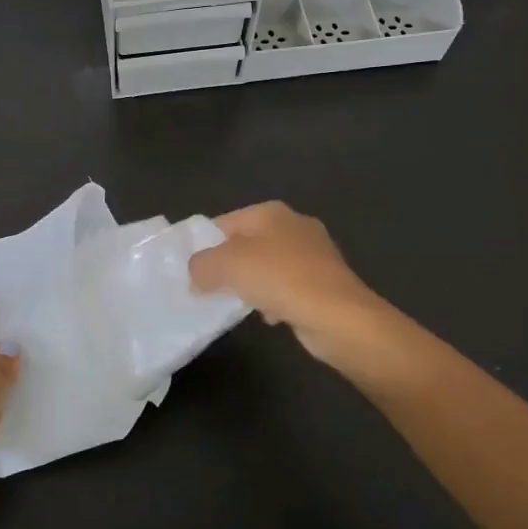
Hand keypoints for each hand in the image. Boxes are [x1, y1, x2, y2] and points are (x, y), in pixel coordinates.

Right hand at [188, 201, 389, 364]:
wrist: (339, 316)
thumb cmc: (280, 279)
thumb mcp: (227, 265)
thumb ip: (201, 265)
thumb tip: (195, 274)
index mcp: (271, 212)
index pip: (224, 222)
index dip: (203, 245)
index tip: (188, 271)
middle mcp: (294, 225)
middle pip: (246, 244)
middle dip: (227, 266)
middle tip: (206, 289)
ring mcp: (313, 254)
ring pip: (267, 267)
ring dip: (250, 284)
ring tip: (235, 304)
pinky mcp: (324, 282)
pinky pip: (287, 287)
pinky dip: (274, 300)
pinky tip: (268, 316)